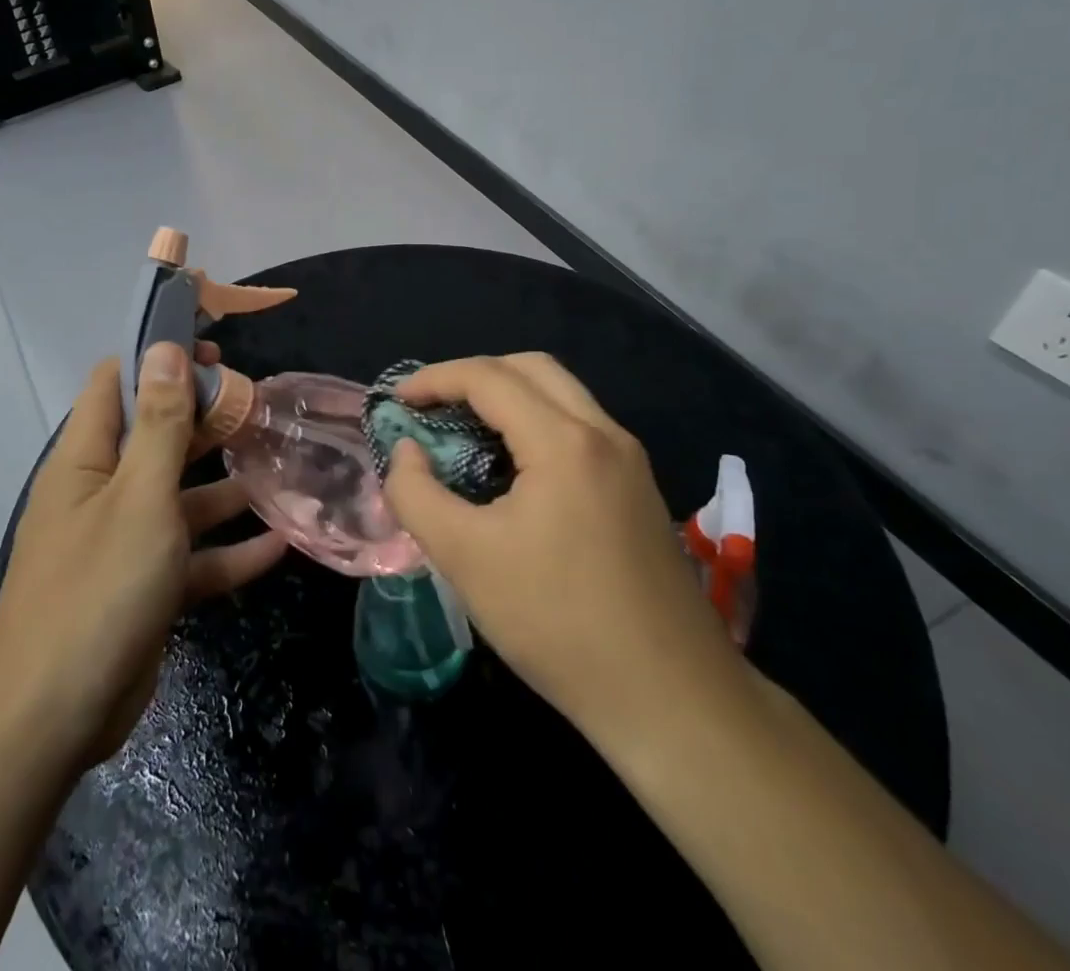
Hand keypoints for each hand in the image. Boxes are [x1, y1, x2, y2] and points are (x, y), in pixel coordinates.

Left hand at [0, 341, 287, 768]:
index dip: (160, 358)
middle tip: (260, 406)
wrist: (53, 719)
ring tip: (279, 466)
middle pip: (157, 438)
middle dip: (205, 420)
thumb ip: (160, 423)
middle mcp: (102, 492)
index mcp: (86, 459)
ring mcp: (124, 542)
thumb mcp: (139, 496)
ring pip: (181, 498)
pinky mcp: (145, 589)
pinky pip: (192, 558)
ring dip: (225, 486)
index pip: (118, 383)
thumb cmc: (97, 588)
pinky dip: (230, 550)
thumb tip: (163, 347)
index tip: (213, 350)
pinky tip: (280, 544)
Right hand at [383, 353, 748, 758]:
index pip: (489, 378)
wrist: (672, 700)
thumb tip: (407, 451)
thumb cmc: (558, 623)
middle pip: (532, 368)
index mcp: (565, 442)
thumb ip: (416, 493)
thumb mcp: (465, 559)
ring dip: (508, 396)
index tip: (397, 399)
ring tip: (465, 431)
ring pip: (562, 395)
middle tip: (433, 406)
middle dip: (474, 375)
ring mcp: (630, 461)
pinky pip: (579, 428)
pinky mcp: (639, 490)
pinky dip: (536, 423)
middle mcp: (604, 435)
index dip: (435, 379)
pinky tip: (512, 469)